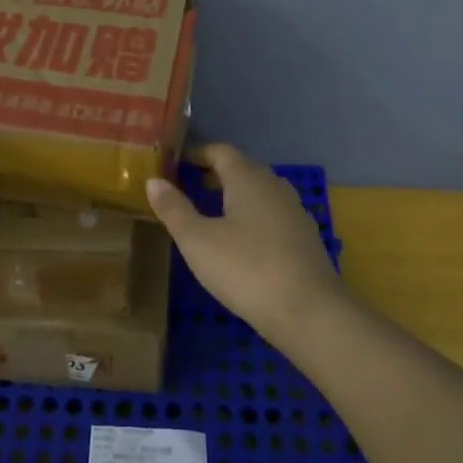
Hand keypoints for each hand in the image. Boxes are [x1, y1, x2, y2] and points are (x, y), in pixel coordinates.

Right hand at [146, 144, 344, 332]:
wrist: (309, 311)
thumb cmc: (246, 269)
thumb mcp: (198, 241)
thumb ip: (174, 209)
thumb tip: (153, 181)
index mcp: (248, 178)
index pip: (221, 151)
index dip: (197, 154)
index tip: (176, 162)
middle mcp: (274, 186)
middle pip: (243, 169)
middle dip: (215, 174)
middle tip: (188, 185)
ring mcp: (294, 212)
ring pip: (260, 192)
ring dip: (235, 196)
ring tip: (211, 213)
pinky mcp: (305, 238)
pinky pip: (272, 215)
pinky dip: (252, 217)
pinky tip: (242, 242)